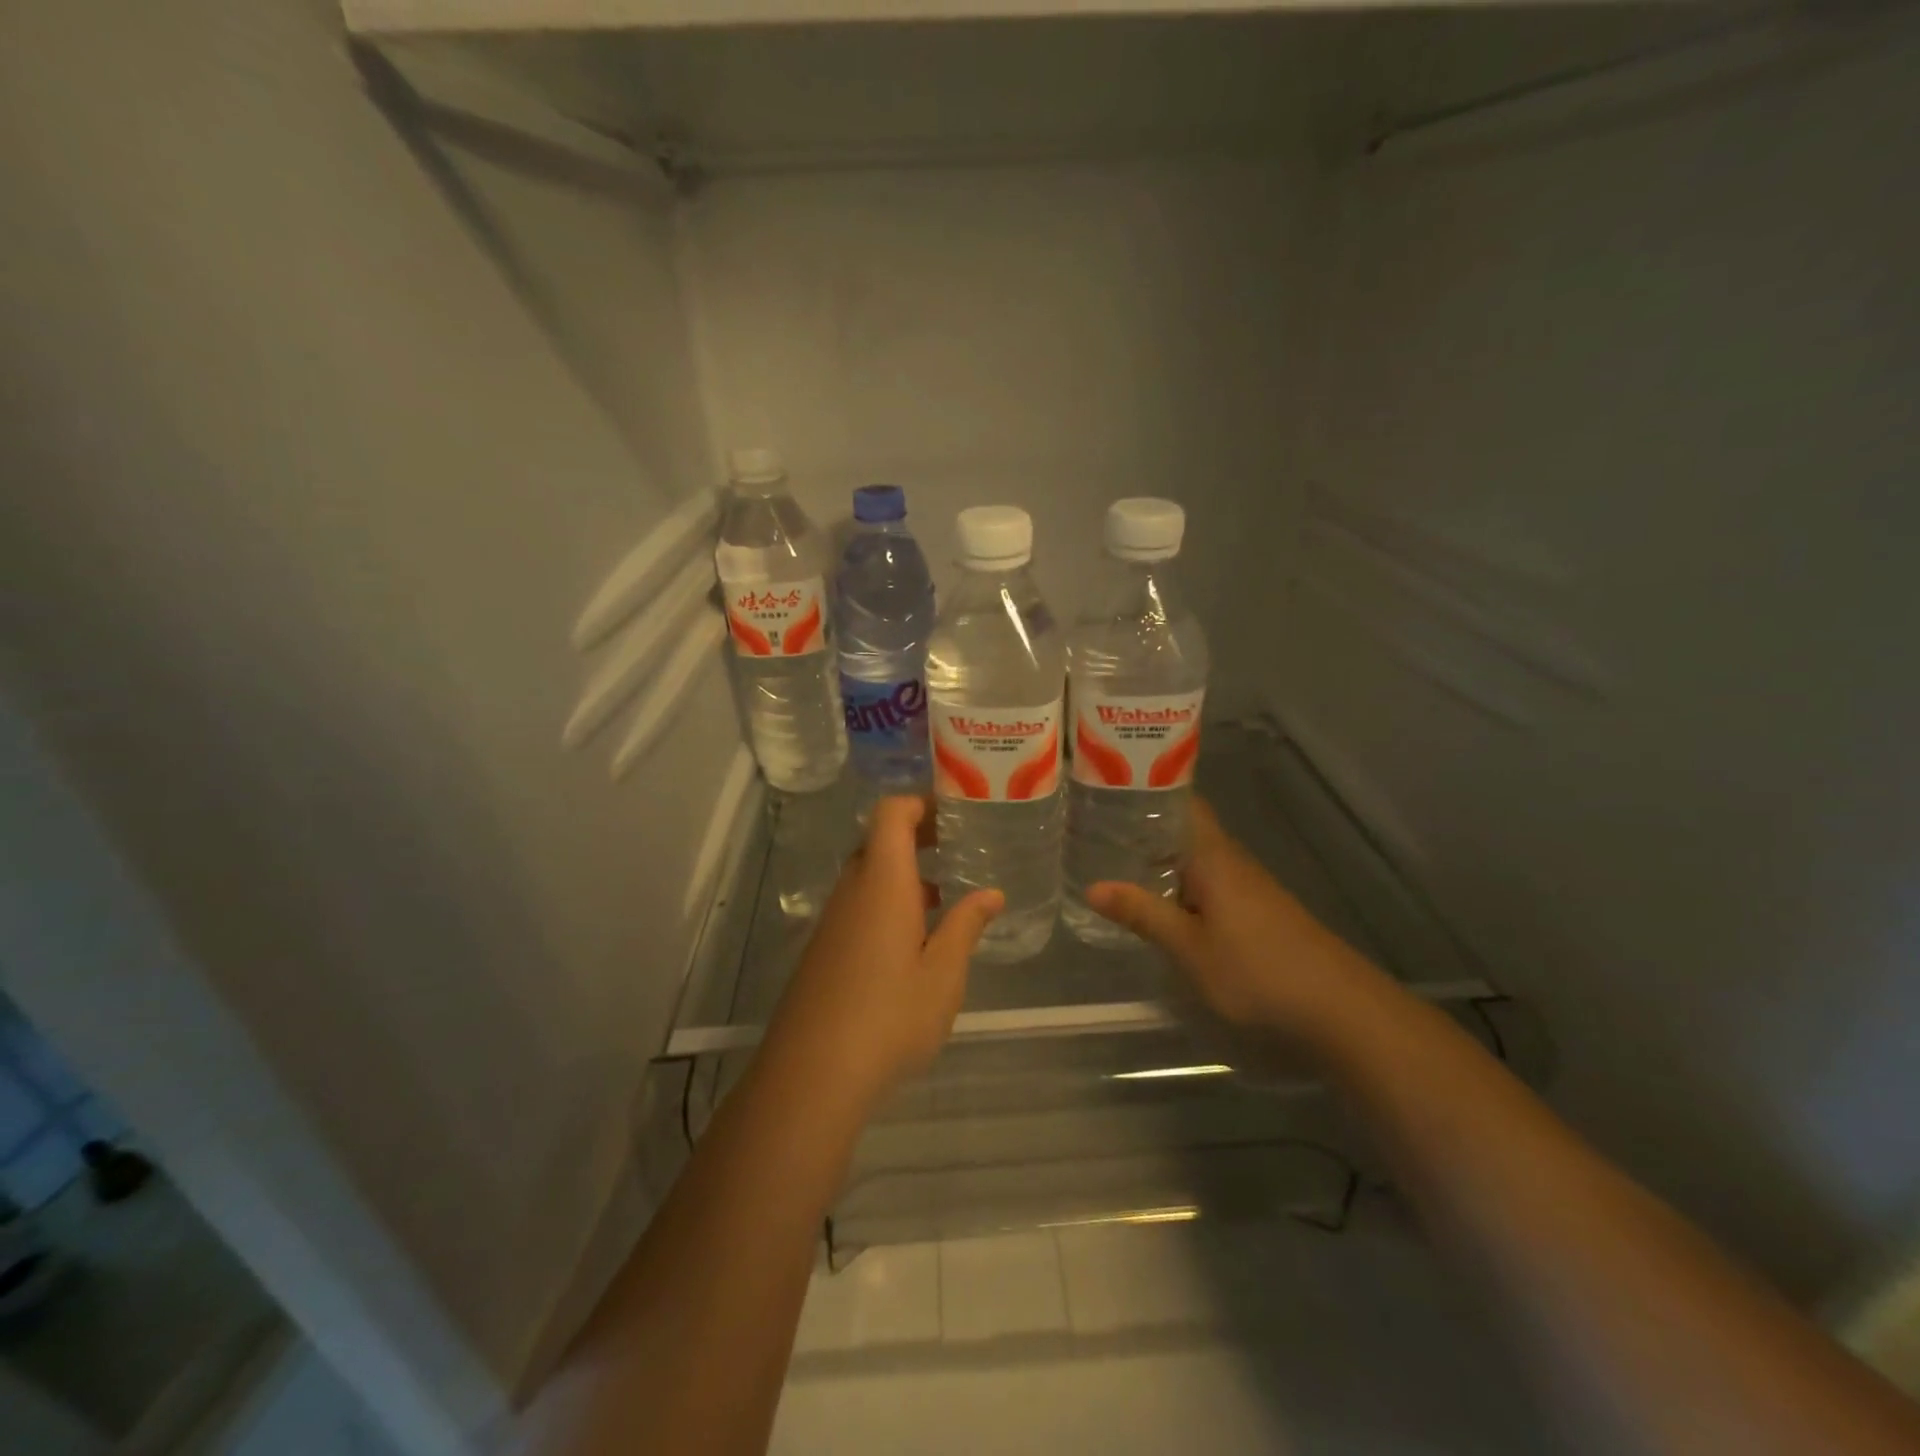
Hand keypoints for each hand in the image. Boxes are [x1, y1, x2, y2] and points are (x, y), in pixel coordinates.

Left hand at [766, 796, 1002, 1110]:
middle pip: (879, 840)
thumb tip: (991, 893)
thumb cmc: (889, 1017)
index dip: (920, 802)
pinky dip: (888, 901)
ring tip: (946, 891)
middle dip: (918, 835)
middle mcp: (852, 891)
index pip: (890, 814)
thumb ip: (966, 926)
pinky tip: (915, 939)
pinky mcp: (824, 949)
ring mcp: (833, 921)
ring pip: (869, 875)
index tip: (955, 811)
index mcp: (882, 882)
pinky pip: (859, 905)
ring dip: (904, 872)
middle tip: (959, 845)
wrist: (811, 1074)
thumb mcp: (943, 974)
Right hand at [1088, 798, 1375, 1034]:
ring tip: (1116, 862)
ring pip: (1197, 860)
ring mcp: (1249, 886)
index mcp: (1213, 856)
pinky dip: (1182, 885)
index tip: (1111, 789)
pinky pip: (1210, 883)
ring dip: (1163, 860)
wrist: (1338, 1007)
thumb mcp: (1189, 947)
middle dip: (1145, 830)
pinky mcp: (1258, 911)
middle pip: (1186, 831)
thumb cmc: (1256, 969)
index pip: (1184, 803)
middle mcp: (1231, 861)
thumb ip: (1142, 914)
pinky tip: (1163, 903)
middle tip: (1096, 830)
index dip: (1151, 791)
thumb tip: (1093, 886)